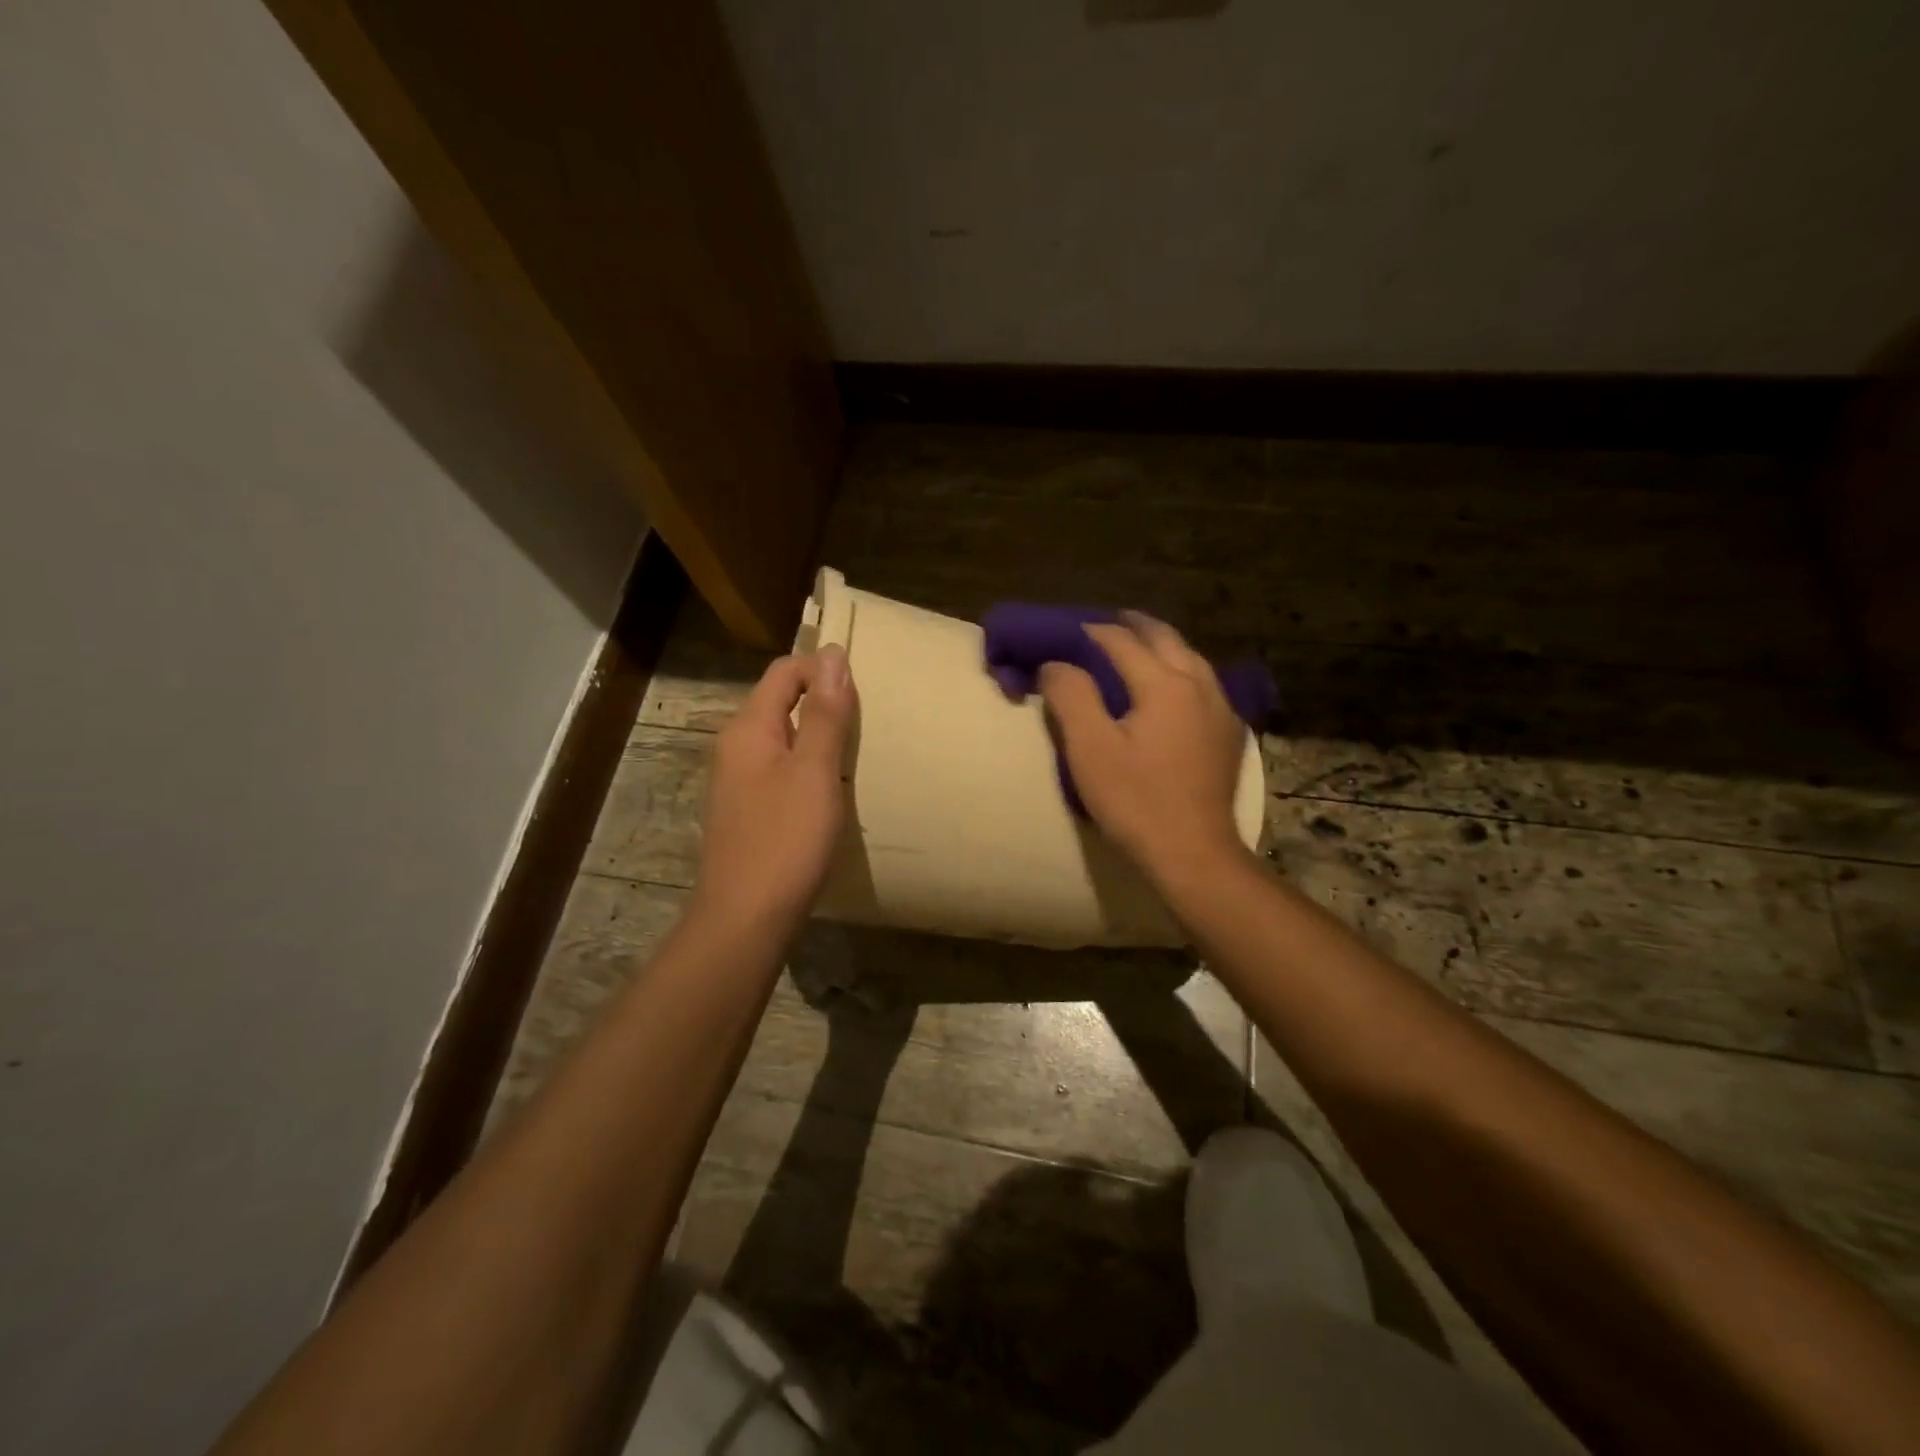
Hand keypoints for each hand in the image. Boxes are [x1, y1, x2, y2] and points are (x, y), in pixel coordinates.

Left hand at [692, 646, 855, 935]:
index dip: (822, 668)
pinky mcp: (748, 809)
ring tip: (857, 750)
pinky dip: (808, 766)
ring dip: (818, 735)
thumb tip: (833, 653)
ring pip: (782, 738)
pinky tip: (832, 788)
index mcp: (748, 729)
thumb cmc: (784, 840)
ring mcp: (738, 781)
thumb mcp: (814, 771)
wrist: (746, 919)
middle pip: (780, 702)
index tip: (865, 687)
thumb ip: (824, 713)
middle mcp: (735, 747)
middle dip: (823, 701)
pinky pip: (781, 769)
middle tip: (869, 719)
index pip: (784, 672)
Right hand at [1040, 613, 1246, 881]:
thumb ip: (1071, 696)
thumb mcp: (1090, 749)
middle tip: (1103, 624)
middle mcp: (1199, 684)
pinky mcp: (1229, 733)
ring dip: (1160, 645)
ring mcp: (1221, 708)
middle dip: (1132, 626)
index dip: (1088, 633)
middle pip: (1164, 638)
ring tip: (1135, 646)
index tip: (1062, 633)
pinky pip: (1204, 683)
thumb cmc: (1136, 802)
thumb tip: (1056, 664)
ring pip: (1190, 657)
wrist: (1193, 853)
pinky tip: (1171, 686)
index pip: (1120, 642)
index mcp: (1165, 684)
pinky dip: (1180, 670)